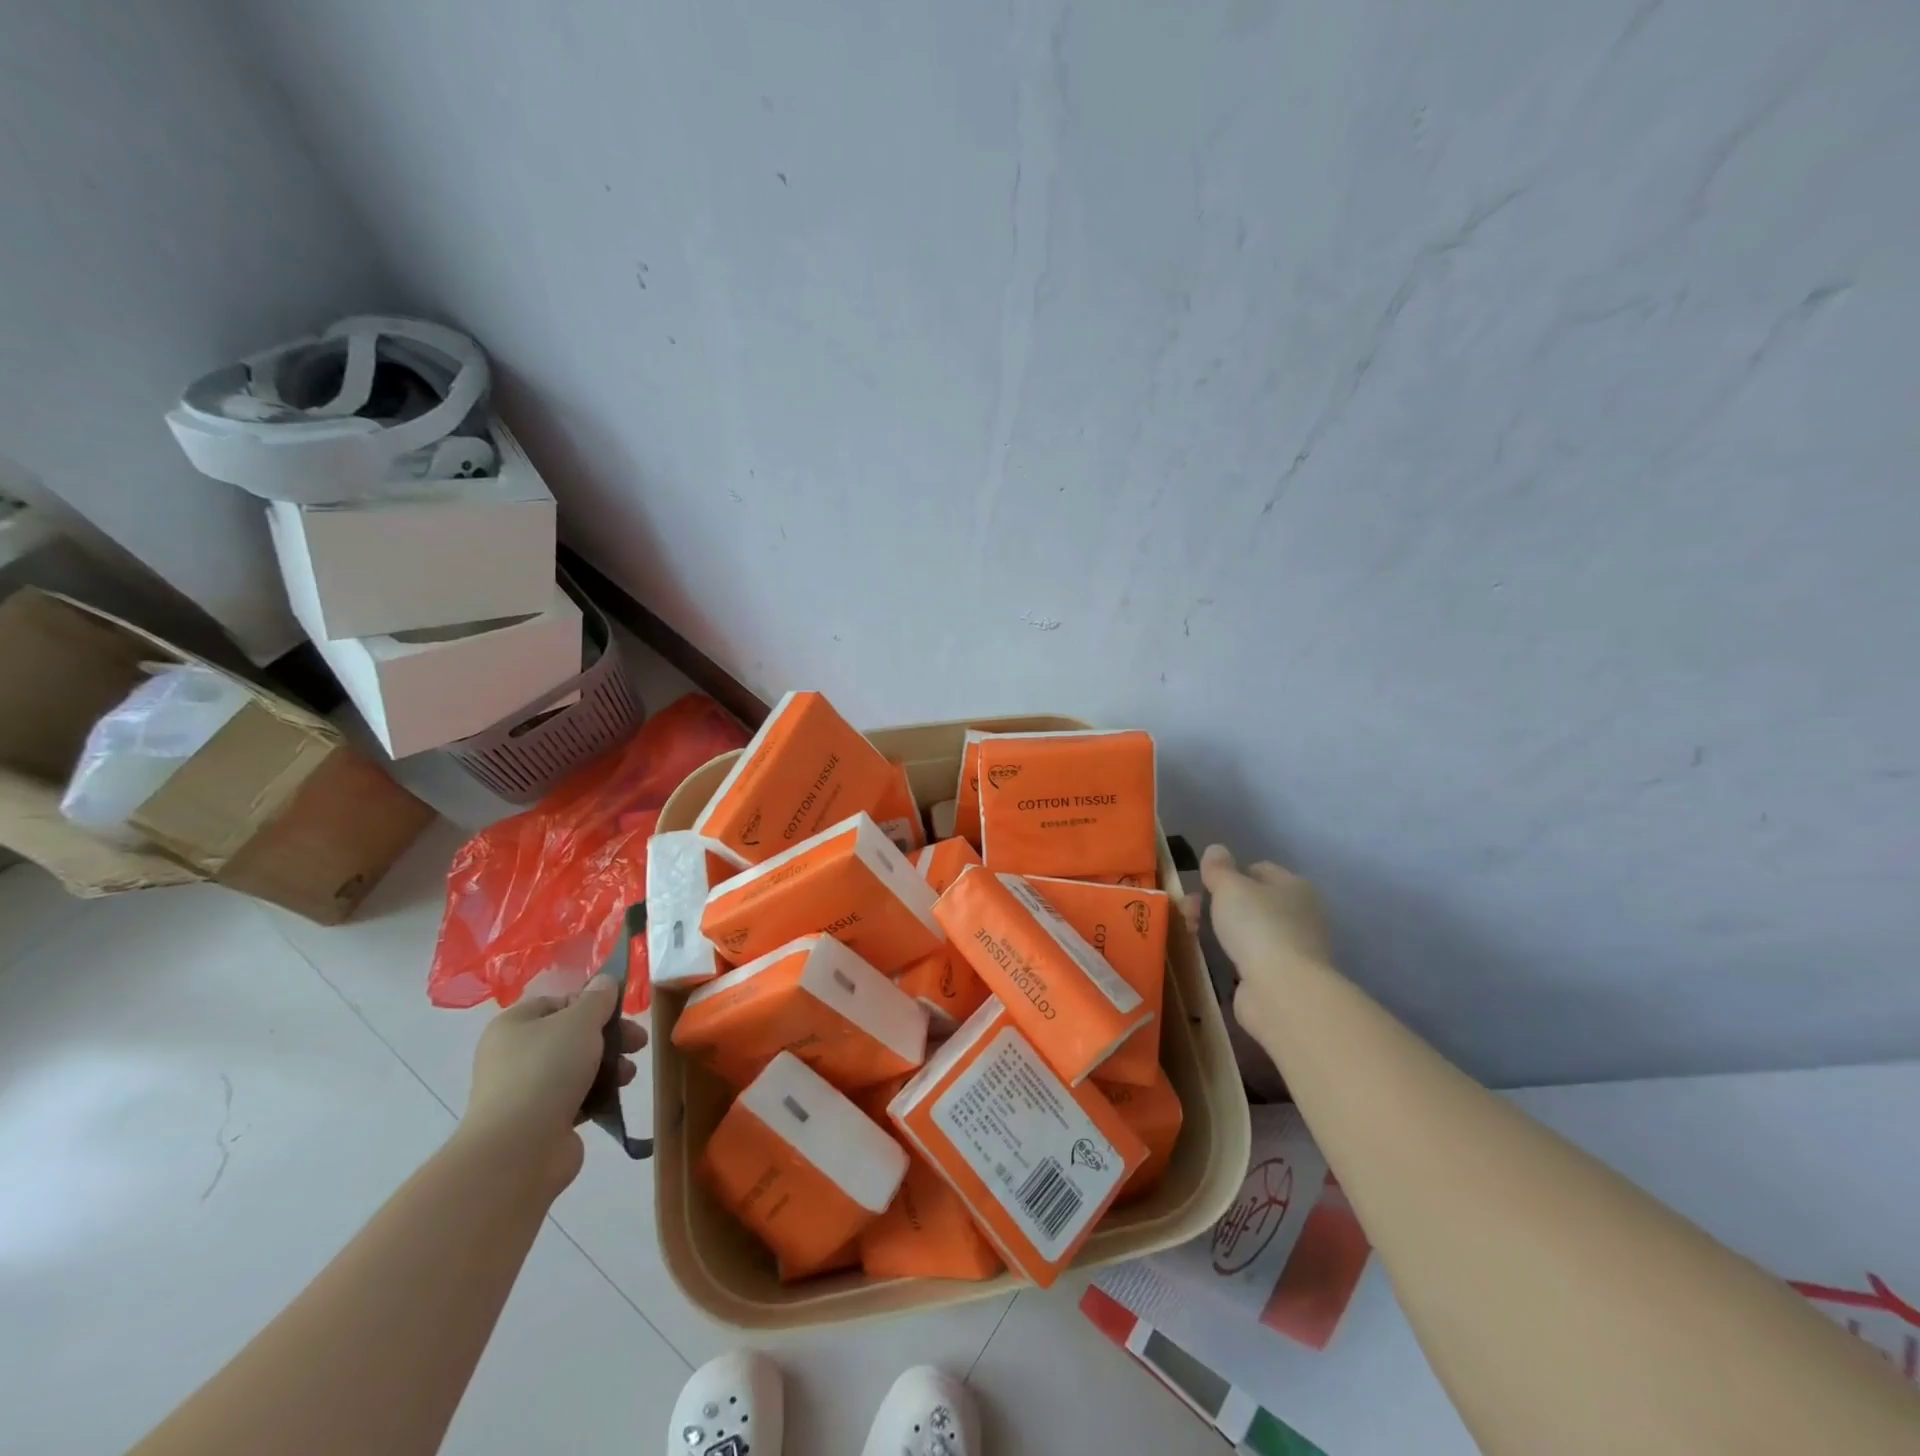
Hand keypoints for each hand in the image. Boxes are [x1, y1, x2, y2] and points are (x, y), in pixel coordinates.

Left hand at [458, 977, 646, 1195]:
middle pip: (572, 1034)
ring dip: (609, 1066)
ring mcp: (523, 1091)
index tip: (621, 1012)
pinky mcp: (538, 1122)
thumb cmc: (547, 1071)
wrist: (518, 1150)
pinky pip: (574, 1097)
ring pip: (577, 1067)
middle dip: (609, 1037)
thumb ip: (598, 998)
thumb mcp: (580, 1021)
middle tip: (638, 1042)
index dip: (593, 1003)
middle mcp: (513, 1055)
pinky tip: (614, 1097)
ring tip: (628, 1075)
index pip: (559, 1001)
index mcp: (514, 1025)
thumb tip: (605, 982)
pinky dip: (596, 1094)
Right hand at [1199, 844, 1330, 1044]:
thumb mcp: (1230, 887)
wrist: (1282, 990)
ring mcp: (1295, 948)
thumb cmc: (1258, 927)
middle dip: (1218, 904)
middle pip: (1252, 901)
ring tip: (1194, 935)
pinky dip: (1233, 957)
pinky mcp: (1285, 977)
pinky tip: (1216, 960)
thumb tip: (1215, 850)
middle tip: (1190, 912)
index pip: (1260, 869)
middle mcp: (1301, 914)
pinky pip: (1251, 958)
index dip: (1230, 873)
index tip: (1202, 885)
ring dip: (1224, 931)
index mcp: (1295, 886)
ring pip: (1250, 930)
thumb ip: (1219, 868)